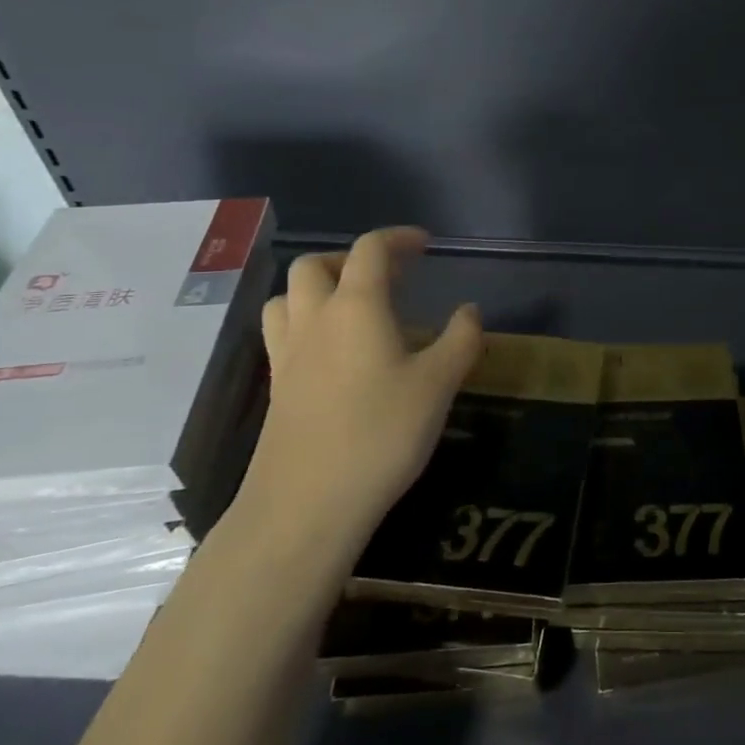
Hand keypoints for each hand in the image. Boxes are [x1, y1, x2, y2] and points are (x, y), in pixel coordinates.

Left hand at [234, 228, 481, 570]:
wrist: (306, 506)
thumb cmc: (380, 434)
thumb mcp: (438, 385)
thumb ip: (460, 340)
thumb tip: (469, 310)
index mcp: (356, 307)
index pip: (370, 250)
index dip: (398, 238)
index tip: (424, 245)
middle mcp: (314, 320)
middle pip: (314, 265)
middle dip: (349, 259)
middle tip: (385, 278)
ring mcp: (287, 355)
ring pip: (287, 298)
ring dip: (317, 289)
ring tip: (351, 309)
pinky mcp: (276, 389)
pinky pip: (282, 334)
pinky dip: (305, 324)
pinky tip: (333, 354)